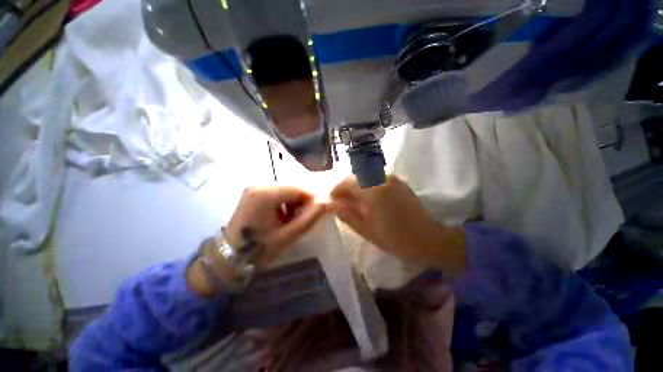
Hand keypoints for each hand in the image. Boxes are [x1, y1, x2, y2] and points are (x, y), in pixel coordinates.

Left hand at [189, 186, 325, 295]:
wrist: (229, 258)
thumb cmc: (257, 250)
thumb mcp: (287, 235)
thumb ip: (308, 218)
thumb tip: (326, 203)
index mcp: (265, 194)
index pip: (299, 189)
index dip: (312, 199)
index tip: (316, 214)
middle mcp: (259, 186)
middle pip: (292, 188)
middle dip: (302, 202)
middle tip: (304, 219)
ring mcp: (255, 189)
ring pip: (286, 191)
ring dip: (294, 204)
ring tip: (293, 221)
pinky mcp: (254, 194)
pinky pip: (278, 194)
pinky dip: (285, 204)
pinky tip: (284, 217)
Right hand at [330, 176, 466, 274]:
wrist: (429, 239)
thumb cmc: (396, 239)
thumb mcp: (367, 231)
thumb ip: (347, 215)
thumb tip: (332, 205)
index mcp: (373, 191)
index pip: (347, 183)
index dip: (336, 190)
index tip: (332, 200)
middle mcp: (382, 178)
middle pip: (356, 176)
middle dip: (345, 187)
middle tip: (341, 201)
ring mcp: (392, 178)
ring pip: (366, 175)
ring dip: (356, 185)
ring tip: (353, 200)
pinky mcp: (399, 181)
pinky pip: (376, 178)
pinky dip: (367, 184)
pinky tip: (368, 198)